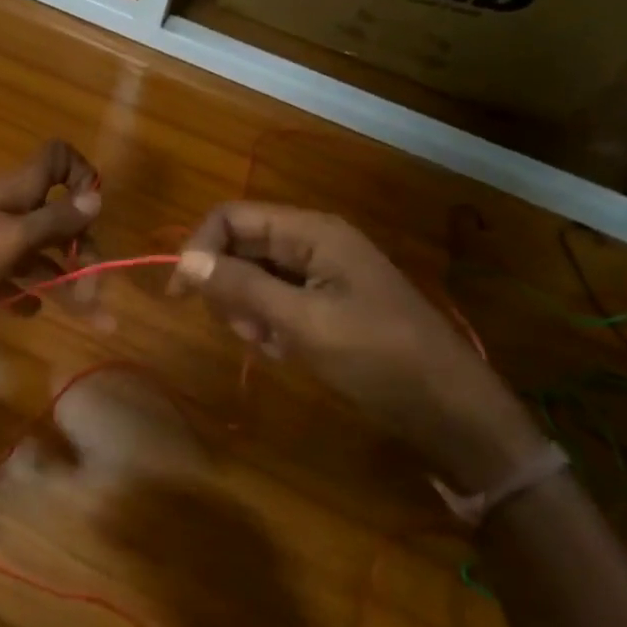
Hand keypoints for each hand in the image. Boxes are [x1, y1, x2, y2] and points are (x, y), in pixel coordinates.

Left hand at [0, 140, 101, 335]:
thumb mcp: (10, 238)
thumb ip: (54, 220)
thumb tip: (96, 196)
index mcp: (16, 195)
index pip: (55, 161)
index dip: (80, 176)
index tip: (94, 211)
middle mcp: (5, 215)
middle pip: (56, 221)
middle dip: (83, 251)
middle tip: (96, 291)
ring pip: (36, 259)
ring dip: (64, 283)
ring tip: (91, 317)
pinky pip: (7, 282)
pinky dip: (23, 294)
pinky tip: (31, 311)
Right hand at [173, 202, 546, 489]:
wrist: (448, 408)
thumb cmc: (378, 357)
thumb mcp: (303, 322)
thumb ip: (242, 287)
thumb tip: (184, 261)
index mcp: (312, 232)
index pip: (231, 218)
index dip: (199, 248)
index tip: (178, 294)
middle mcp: (313, 243)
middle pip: (240, 247)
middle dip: (229, 287)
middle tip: (247, 330)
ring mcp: (320, 274)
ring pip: (253, 277)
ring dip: (248, 311)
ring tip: (272, 345)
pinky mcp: (325, 304)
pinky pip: (275, 302)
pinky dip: (269, 326)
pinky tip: (286, 352)